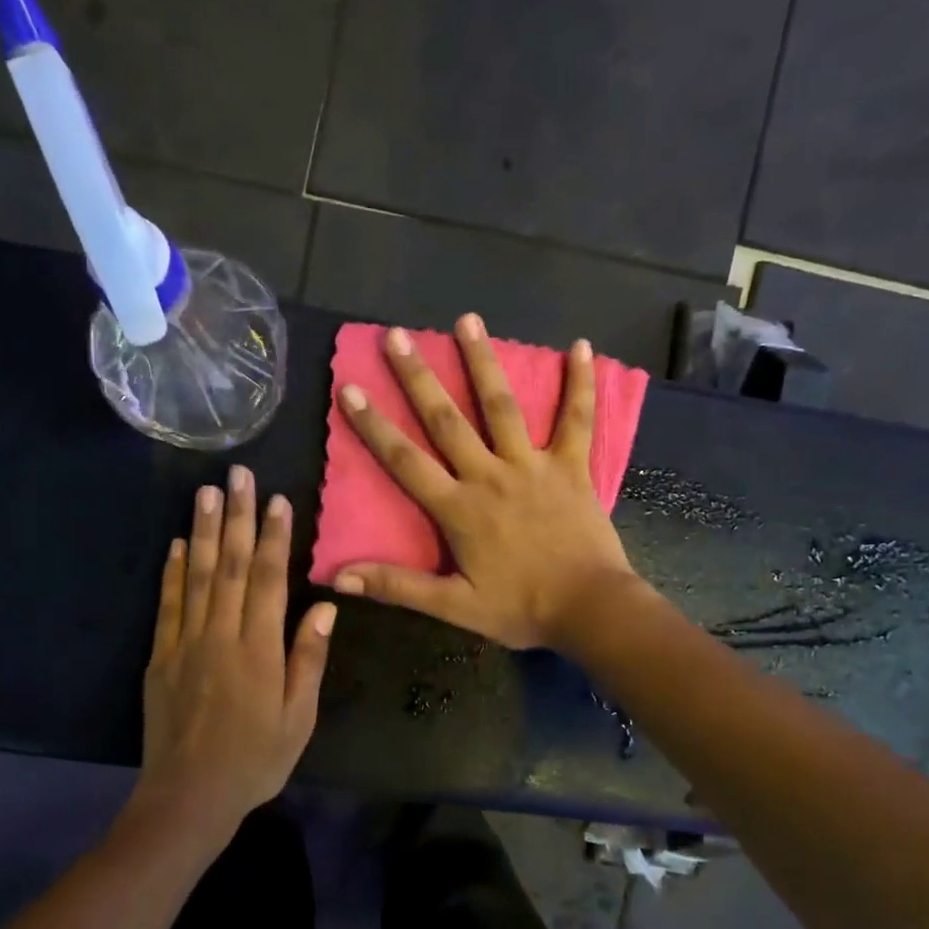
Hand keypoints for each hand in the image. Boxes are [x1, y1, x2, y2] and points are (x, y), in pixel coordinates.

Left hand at [130, 466, 335, 842]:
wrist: (189, 796)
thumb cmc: (255, 760)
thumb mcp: (298, 718)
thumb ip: (308, 658)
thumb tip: (325, 605)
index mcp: (259, 650)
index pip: (267, 580)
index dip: (273, 537)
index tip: (277, 500)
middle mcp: (220, 636)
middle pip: (229, 566)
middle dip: (236, 517)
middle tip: (238, 475)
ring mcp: (185, 644)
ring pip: (196, 576)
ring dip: (201, 531)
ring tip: (205, 492)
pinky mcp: (160, 657)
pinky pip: (167, 605)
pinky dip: (171, 572)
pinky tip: (175, 544)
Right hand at [333, 314, 638, 651]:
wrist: (590, 609)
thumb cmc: (521, 609)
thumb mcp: (454, 606)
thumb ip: (397, 587)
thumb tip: (338, 578)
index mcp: (459, 508)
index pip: (405, 461)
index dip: (374, 426)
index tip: (350, 388)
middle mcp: (490, 476)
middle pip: (447, 420)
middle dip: (418, 377)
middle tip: (396, 336)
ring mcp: (533, 466)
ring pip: (502, 407)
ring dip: (483, 362)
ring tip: (466, 319)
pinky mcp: (572, 467)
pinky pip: (576, 420)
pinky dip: (580, 384)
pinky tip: (581, 346)